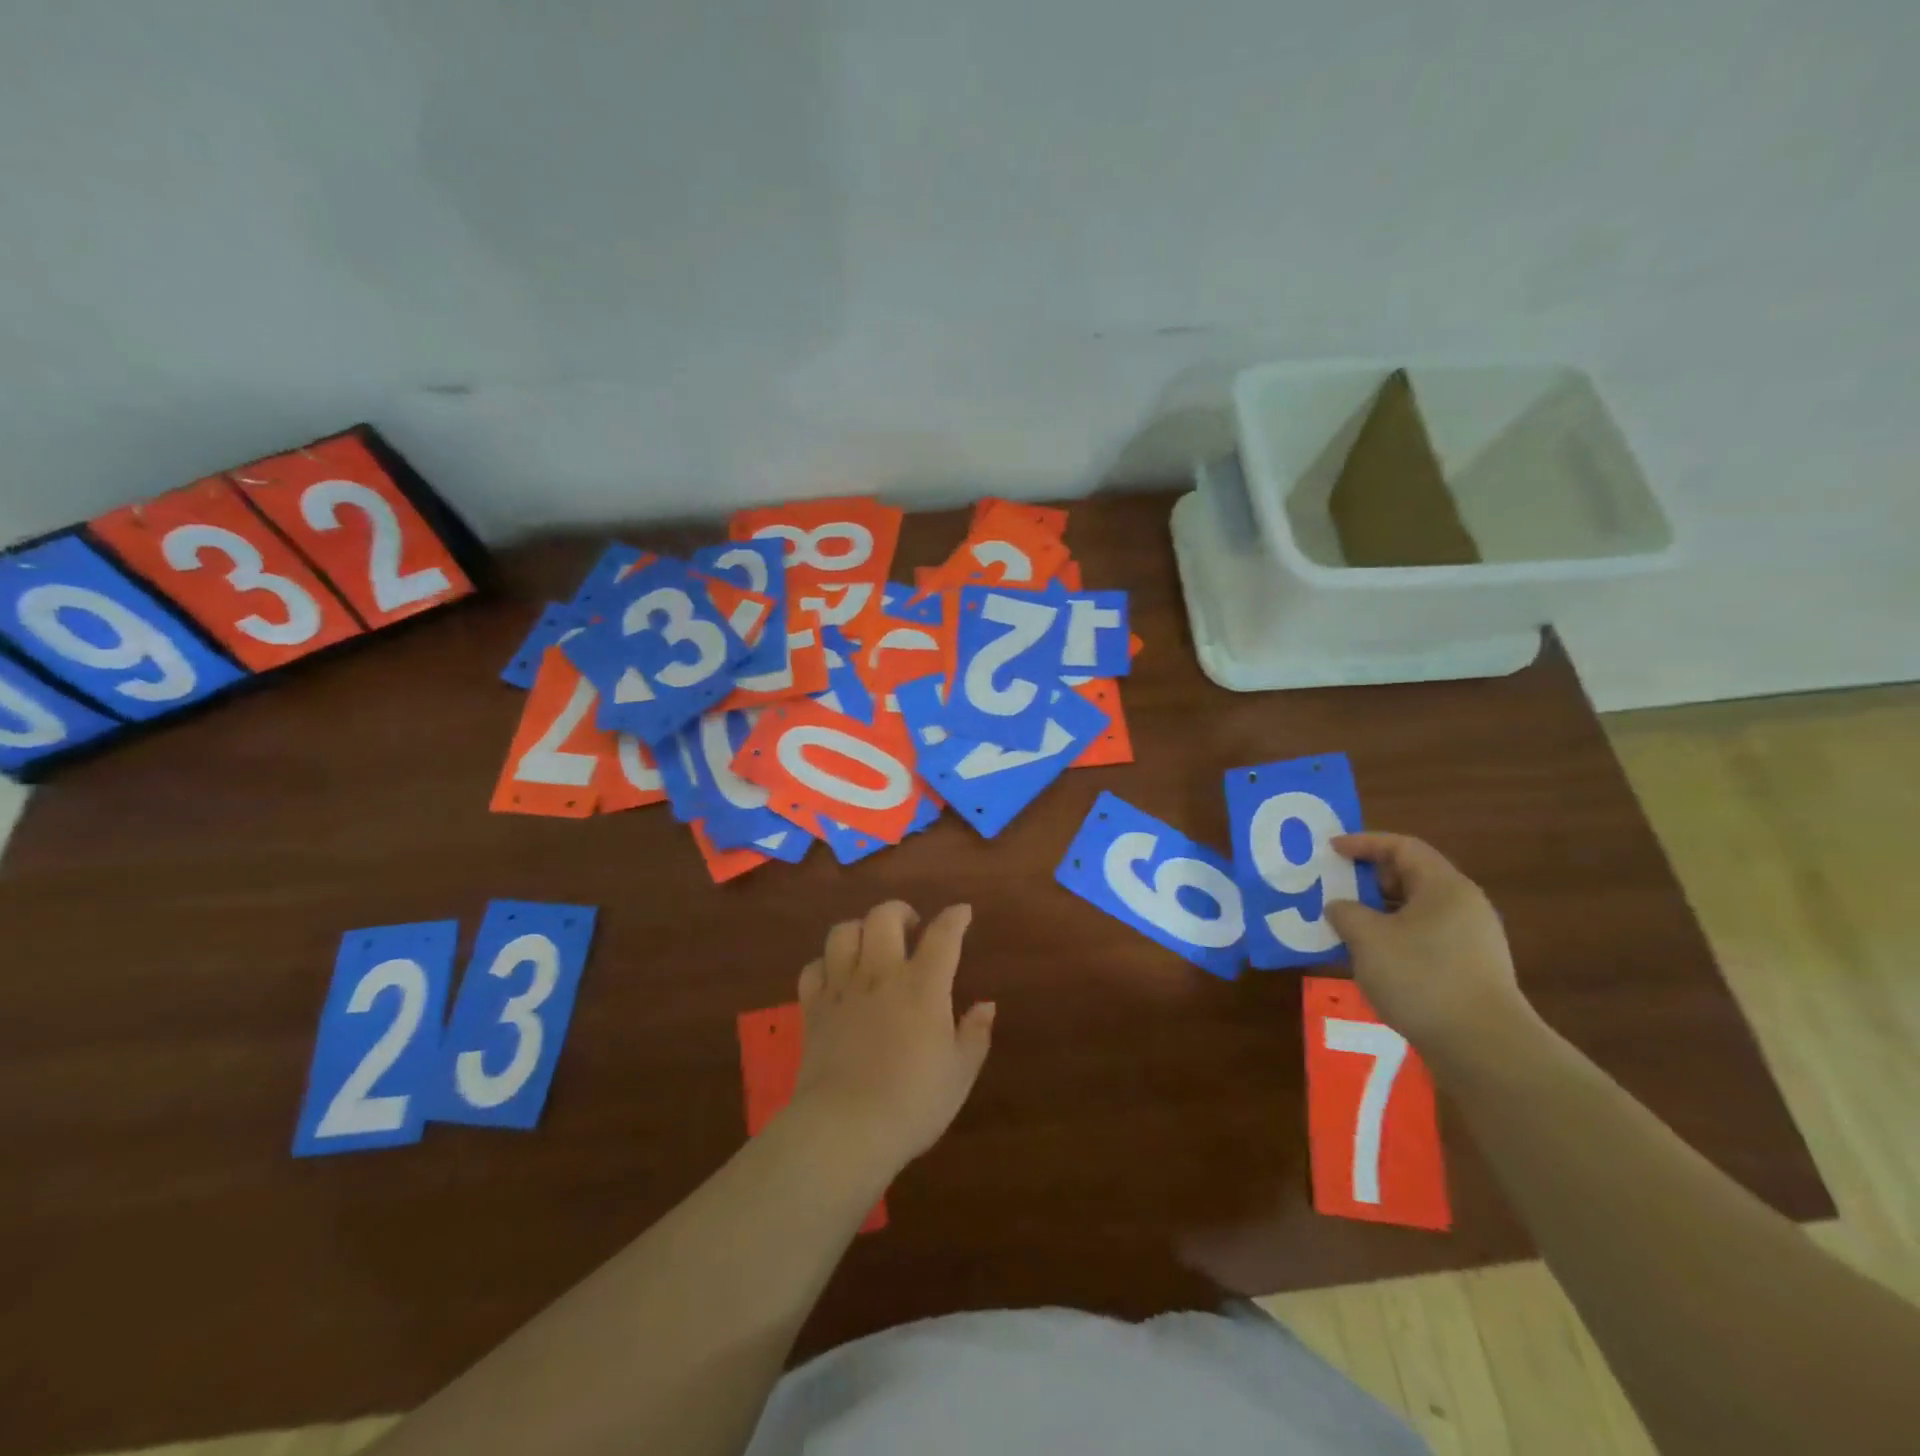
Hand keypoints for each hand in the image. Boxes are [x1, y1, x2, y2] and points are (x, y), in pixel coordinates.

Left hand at [791, 901, 994, 1171]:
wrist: (845, 1129)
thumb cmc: (912, 1104)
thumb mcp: (959, 1074)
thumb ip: (975, 1034)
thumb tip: (986, 1005)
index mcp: (922, 986)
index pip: (943, 936)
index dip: (954, 918)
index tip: (962, 912)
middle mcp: (880, 975)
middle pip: (884, 917)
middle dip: (900, 911)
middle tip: (912, 928)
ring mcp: (842, 989)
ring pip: (843, 933)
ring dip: (860, 929)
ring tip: (871, 945)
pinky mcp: (813, 1009)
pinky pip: (813, 968)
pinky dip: (825, 964)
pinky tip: (836, 976)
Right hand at [1324, 833, 1533, 1058]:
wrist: (1484, 1048)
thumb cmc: (1421, 978)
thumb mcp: (1368, 938)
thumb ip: (1346, 913)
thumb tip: (1340, 907)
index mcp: (1444, 887)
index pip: (1402, 847)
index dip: (1363, 843)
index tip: (1331, 850)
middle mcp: (1463, 906)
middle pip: (1411, 877)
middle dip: (1368, 879)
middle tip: (1334, 888)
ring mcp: (1470, 940)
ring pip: (1415, 911)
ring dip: (1377, 913)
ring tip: (1344, 925)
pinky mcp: (1469, 970)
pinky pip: (1423, 939)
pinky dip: (1392, 939)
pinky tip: (1369, 959)